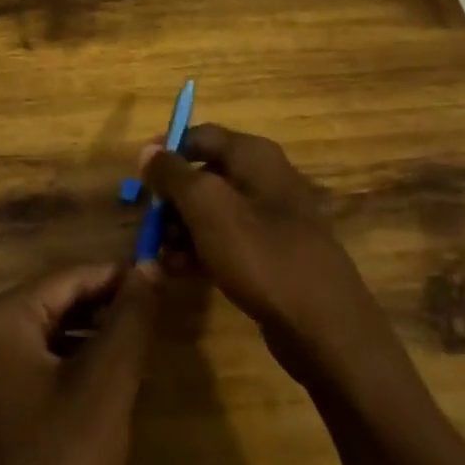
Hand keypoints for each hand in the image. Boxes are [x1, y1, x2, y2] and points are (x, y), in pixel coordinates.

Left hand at [0, 262, 158, 464]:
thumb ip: (130, 317)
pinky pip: (35, 367)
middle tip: (151, 318)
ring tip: (136, 348)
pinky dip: (70, 366)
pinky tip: (105, 384)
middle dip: (103, 309)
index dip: (116, 278)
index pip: (68, 277)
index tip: (158, 282)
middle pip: (54, 304)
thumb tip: (147, 266)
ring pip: (47, 336)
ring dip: (90, 338)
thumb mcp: (106, 383)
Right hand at [143, 124, 391, 381]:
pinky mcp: (270, 255)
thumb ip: (174, 175)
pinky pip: (225, 243)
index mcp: (253, 156)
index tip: (138, 177)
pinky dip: (199, 253)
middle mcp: (263, 179)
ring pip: (211, 213)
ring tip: (157, 260)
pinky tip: (176, 273)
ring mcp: (269, 219)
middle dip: (170, 201)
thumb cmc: (262, 255)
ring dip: (180, 232)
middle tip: (147, 227)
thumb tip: (148, 151)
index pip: (200, 135)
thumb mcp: (208, 208)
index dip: (167, 152)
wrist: (326, 328)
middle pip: (203, 176)